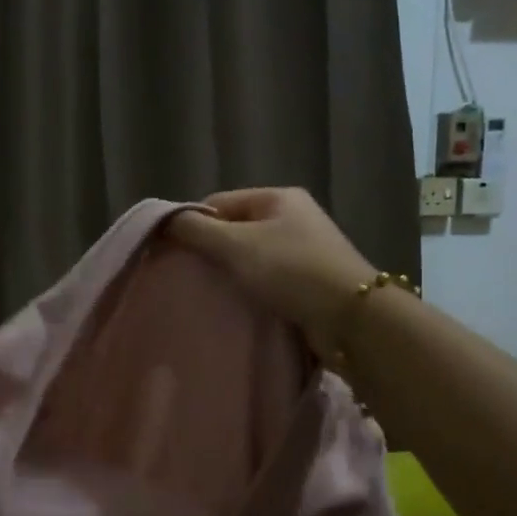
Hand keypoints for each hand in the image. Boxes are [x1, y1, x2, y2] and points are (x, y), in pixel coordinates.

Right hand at [168, 189, 376, 351]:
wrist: (352, 317)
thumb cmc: (291, 270)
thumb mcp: (236, 245)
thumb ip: (197, 230)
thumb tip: (164, 220)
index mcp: (278, 197)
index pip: (219, 202)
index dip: (193, 223)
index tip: (174, 253)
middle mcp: (294, 217)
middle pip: (235, 229)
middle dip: (211, 251)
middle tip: (189, 276)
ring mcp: (305, 249)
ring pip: (251, 256)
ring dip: (231, 273)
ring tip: (210, 293)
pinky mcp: (310, 281)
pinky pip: (268, 279)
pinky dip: (251, 289)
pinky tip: (238, 304)